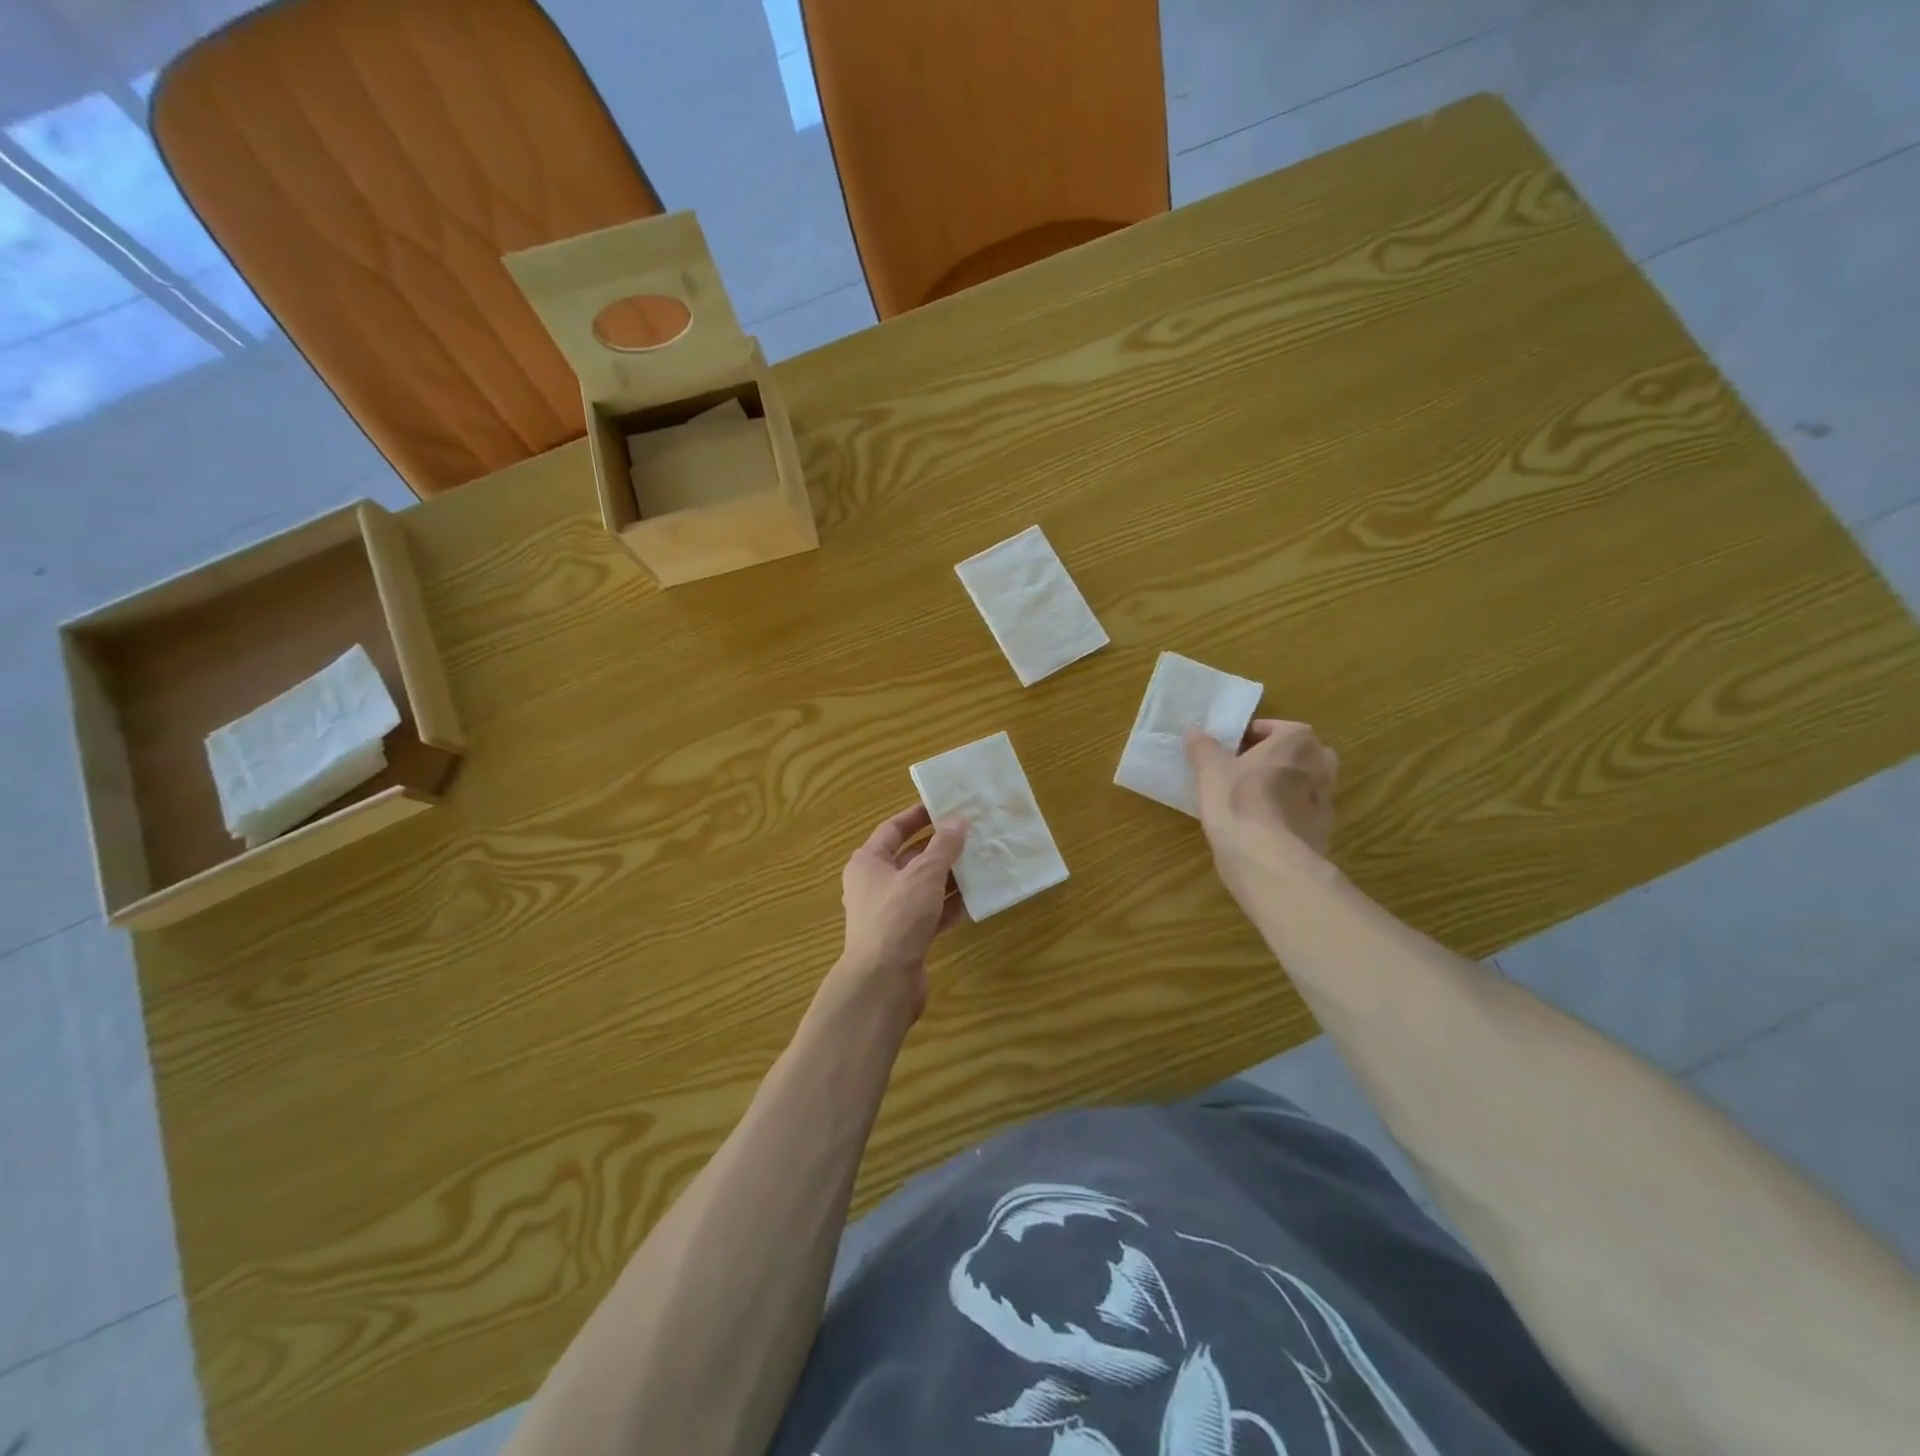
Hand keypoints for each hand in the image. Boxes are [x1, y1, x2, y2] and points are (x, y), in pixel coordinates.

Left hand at [833, 804, 967, 1018]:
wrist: (883, 982)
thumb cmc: (897, 917)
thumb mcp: (924, 874)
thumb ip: (943, 846)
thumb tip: (958, 821)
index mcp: (868, 862)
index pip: (893, 829)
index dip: (919, 816)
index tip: (946, 806)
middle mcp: (875, 884)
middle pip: (911, 858)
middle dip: (941, 847)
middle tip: (973, 834)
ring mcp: (891, 913)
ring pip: (924, 887)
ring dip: (950, 876)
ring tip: (981, 862)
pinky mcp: (906, 937)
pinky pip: (931, 913)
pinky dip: (950, 906)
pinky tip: (976, 899)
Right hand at [1184, 720, 1338, 863]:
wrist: (1268, 860)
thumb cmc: (1238, 803)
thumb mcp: (1210, 771)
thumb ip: (1202, 747)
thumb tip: (1194, 729)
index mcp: (1297, 742)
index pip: (1278, 727)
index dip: (1254, 735)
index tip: (1233, 748)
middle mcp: (1321, 765)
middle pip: (1299, 753)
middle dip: (1277, 758)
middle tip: (1246, 769)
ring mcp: (1327, 800)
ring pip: (1305, 783)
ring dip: (1285, 785)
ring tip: (1253, 798)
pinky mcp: (1323, 830)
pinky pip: (1304, 812)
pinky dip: (1289, 813)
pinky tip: (1264, 825)